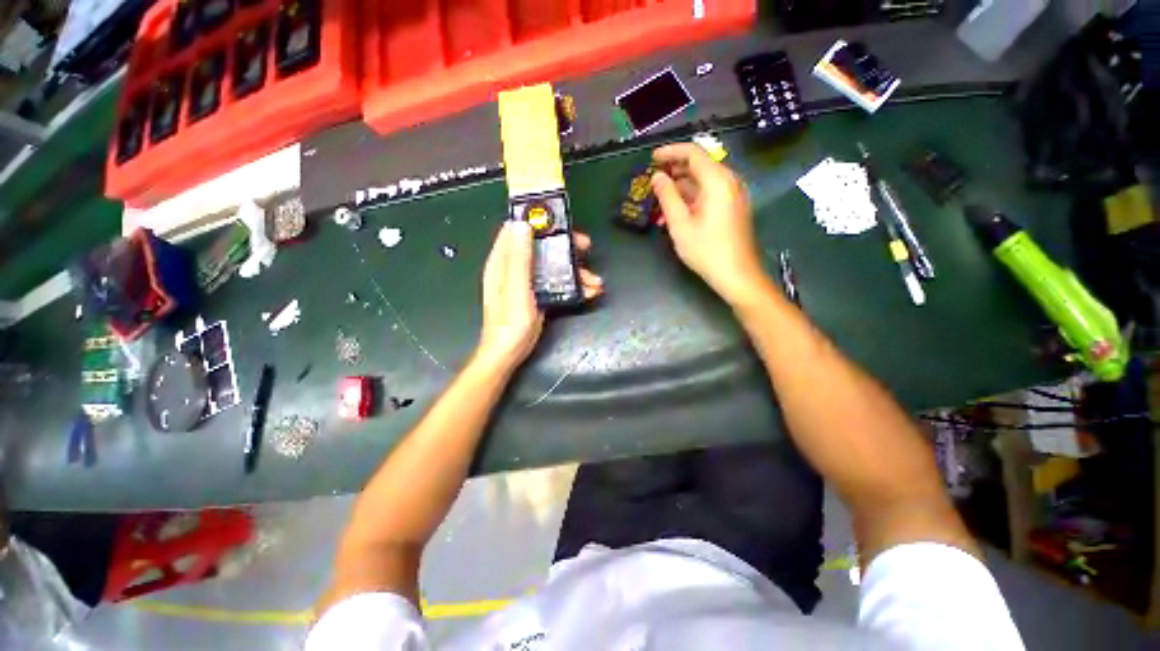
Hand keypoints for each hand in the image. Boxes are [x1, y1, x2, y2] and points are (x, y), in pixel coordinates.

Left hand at [475, 221, 601, 370]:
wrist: (509, 353)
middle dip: (565, 246)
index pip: (516, 230)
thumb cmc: (510, 323)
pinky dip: (572, 284)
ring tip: (595, 281)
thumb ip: (519, 258)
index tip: (560, 221)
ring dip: (574, 269)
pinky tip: (589, 292)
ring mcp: (527, 281)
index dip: (537, 221)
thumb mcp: (516, 289)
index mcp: (503, 262)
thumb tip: (521, 223)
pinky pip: (556, 282)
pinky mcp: (537, 294)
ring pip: (552, 265)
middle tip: (586, 247)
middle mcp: (514, 267)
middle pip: (541, 246)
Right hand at [651, 143, 764, 304]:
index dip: (670, 152)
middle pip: (699, 165)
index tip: (652, 158)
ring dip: (681, 185)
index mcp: (717, 181)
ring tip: (659, 198)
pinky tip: (675, 210)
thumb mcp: (680, 224)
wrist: (737, 275)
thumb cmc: (706, 250)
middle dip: (674, 169)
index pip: (693, 153)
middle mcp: (729, 181)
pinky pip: (710, 193)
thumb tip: (657, 177)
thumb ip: (667, 196)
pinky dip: (691, 197)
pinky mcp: (732, 207)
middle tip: (653, 179)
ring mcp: (733, 194)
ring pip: (703, 180)